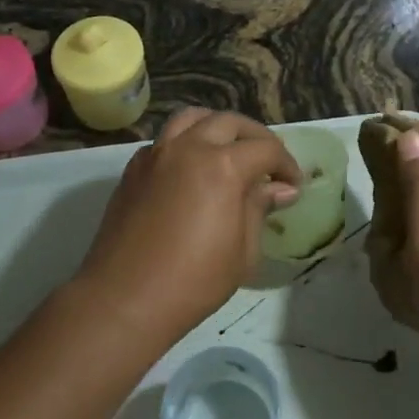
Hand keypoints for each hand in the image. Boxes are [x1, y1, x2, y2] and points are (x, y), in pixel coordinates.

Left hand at [77, 108, 300, 342]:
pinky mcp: (133, 169)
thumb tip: (281, 189)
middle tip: (268, 163)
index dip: (286, 164)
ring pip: (191, 119)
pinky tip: (191, 170)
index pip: (265, 149)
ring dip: (216, 127)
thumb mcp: (243, 251)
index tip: (294, 184)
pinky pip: (164, 140)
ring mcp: (156, 154)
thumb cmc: (193, 281)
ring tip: (228, 150)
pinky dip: (185, 143)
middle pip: (229, 122)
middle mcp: (188, 148)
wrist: (124, 299)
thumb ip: (260, 208)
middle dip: (256, 137)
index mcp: (222, 166)